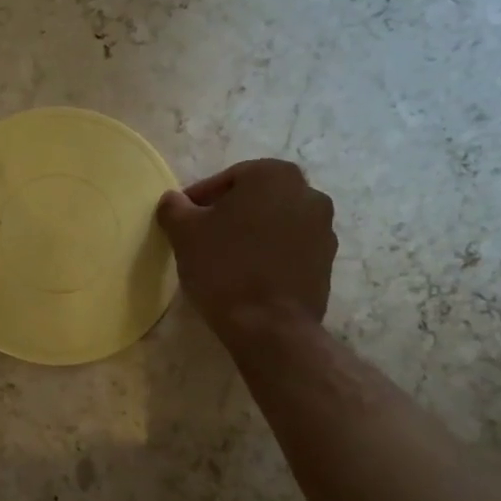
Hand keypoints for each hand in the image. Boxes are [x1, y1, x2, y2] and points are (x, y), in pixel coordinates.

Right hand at [157, 159, 336, 336]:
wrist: (269, 325)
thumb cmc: (224, 267)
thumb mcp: (184, 232)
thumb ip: (174, 208)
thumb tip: (173, 200)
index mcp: (273, 175)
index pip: (227, 179)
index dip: (200, 200)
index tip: (183, 220)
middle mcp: (307, 192)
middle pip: (255, 198)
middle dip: (229, 214)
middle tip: (202, 237)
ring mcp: (324, 228)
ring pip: (275, 222)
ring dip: (251, 233)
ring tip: (225, 259)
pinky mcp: (327, 261)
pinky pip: (290, 248)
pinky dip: (270, 254)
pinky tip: (248, 275)